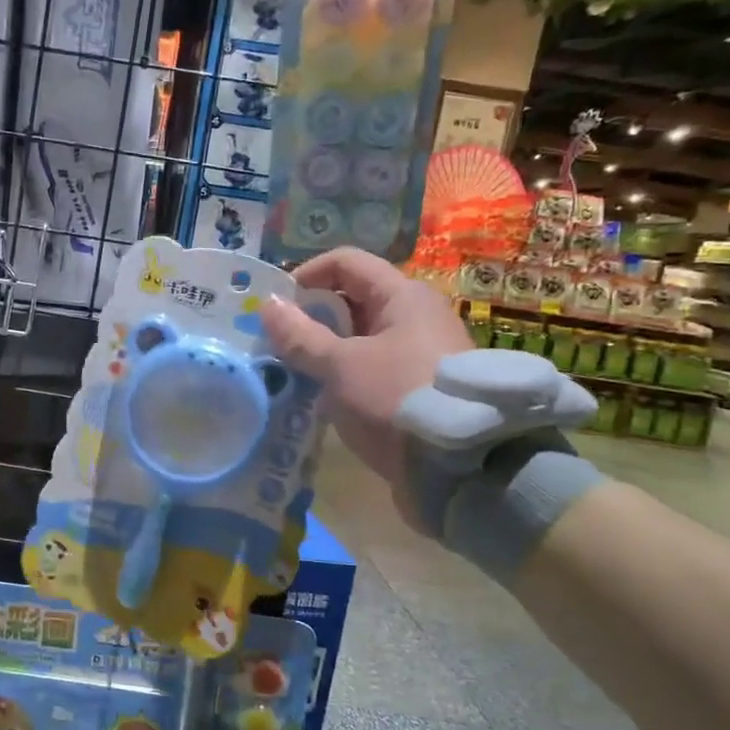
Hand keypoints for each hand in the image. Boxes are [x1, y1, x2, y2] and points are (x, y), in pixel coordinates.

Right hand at [259, 247, 472, 485]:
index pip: (345, 263)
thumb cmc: (396, 400)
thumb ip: (301, 336)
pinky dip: (342, 371)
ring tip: (293, 371)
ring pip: (359, 335)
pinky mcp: (416, 384)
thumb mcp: (340, 367)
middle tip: (278, 343)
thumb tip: (268, 305)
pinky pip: (370, 364)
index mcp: (402, 296)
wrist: (461, 467)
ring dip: (323, 347)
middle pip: (351, 297)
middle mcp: (414, 315)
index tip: (276, 307)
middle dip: (310, 316)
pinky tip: (321, 394)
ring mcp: (419, 351)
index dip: (306, 276)